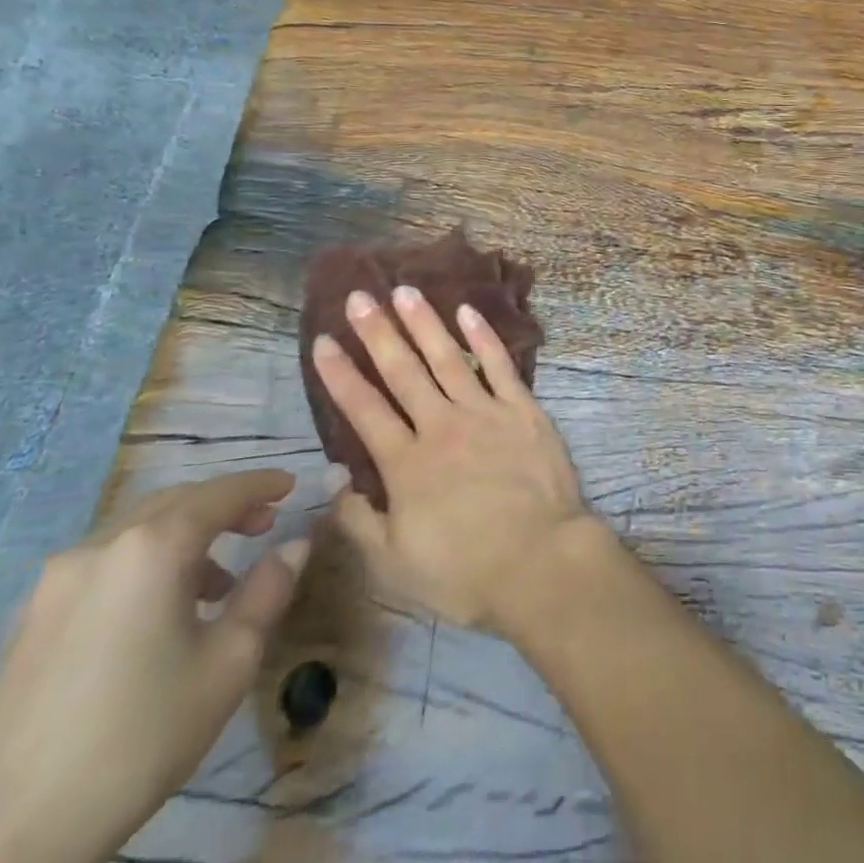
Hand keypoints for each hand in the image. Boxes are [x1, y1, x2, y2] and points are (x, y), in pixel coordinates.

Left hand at [0, 471, 310, 862]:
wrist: (11, 838)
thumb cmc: (140, 737)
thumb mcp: (229, 662)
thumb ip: (268, 590)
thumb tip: (296, 544)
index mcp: (153, 547)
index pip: (221, 494)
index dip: (261, 485)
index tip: (290, 485)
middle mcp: (100, 546)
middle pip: (175, 502)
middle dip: (223, 506)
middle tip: (263, 524)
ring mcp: (55, 582)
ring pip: (135, 531)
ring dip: (183, 536)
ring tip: (216, 582)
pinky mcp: (27, 620)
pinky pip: (102, 564)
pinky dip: (143, 562)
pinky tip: (156, 612)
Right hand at [314, 286, 591, 632]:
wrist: (541, 561)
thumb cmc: (465, 572)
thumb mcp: (395, 563)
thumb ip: (359, 519)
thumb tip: (333, 478)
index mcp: (406, 463)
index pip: (364, 408)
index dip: (340, 374)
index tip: (322, 341)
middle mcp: (441, 425)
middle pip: (403, 371)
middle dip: (378, 331)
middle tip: (359, 296)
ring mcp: (485, 411)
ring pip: (447, 357)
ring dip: (424, 322)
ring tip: (405, 291)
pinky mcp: (523, 408)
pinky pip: (499, 365)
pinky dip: (483, 337)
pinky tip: (467, 311)